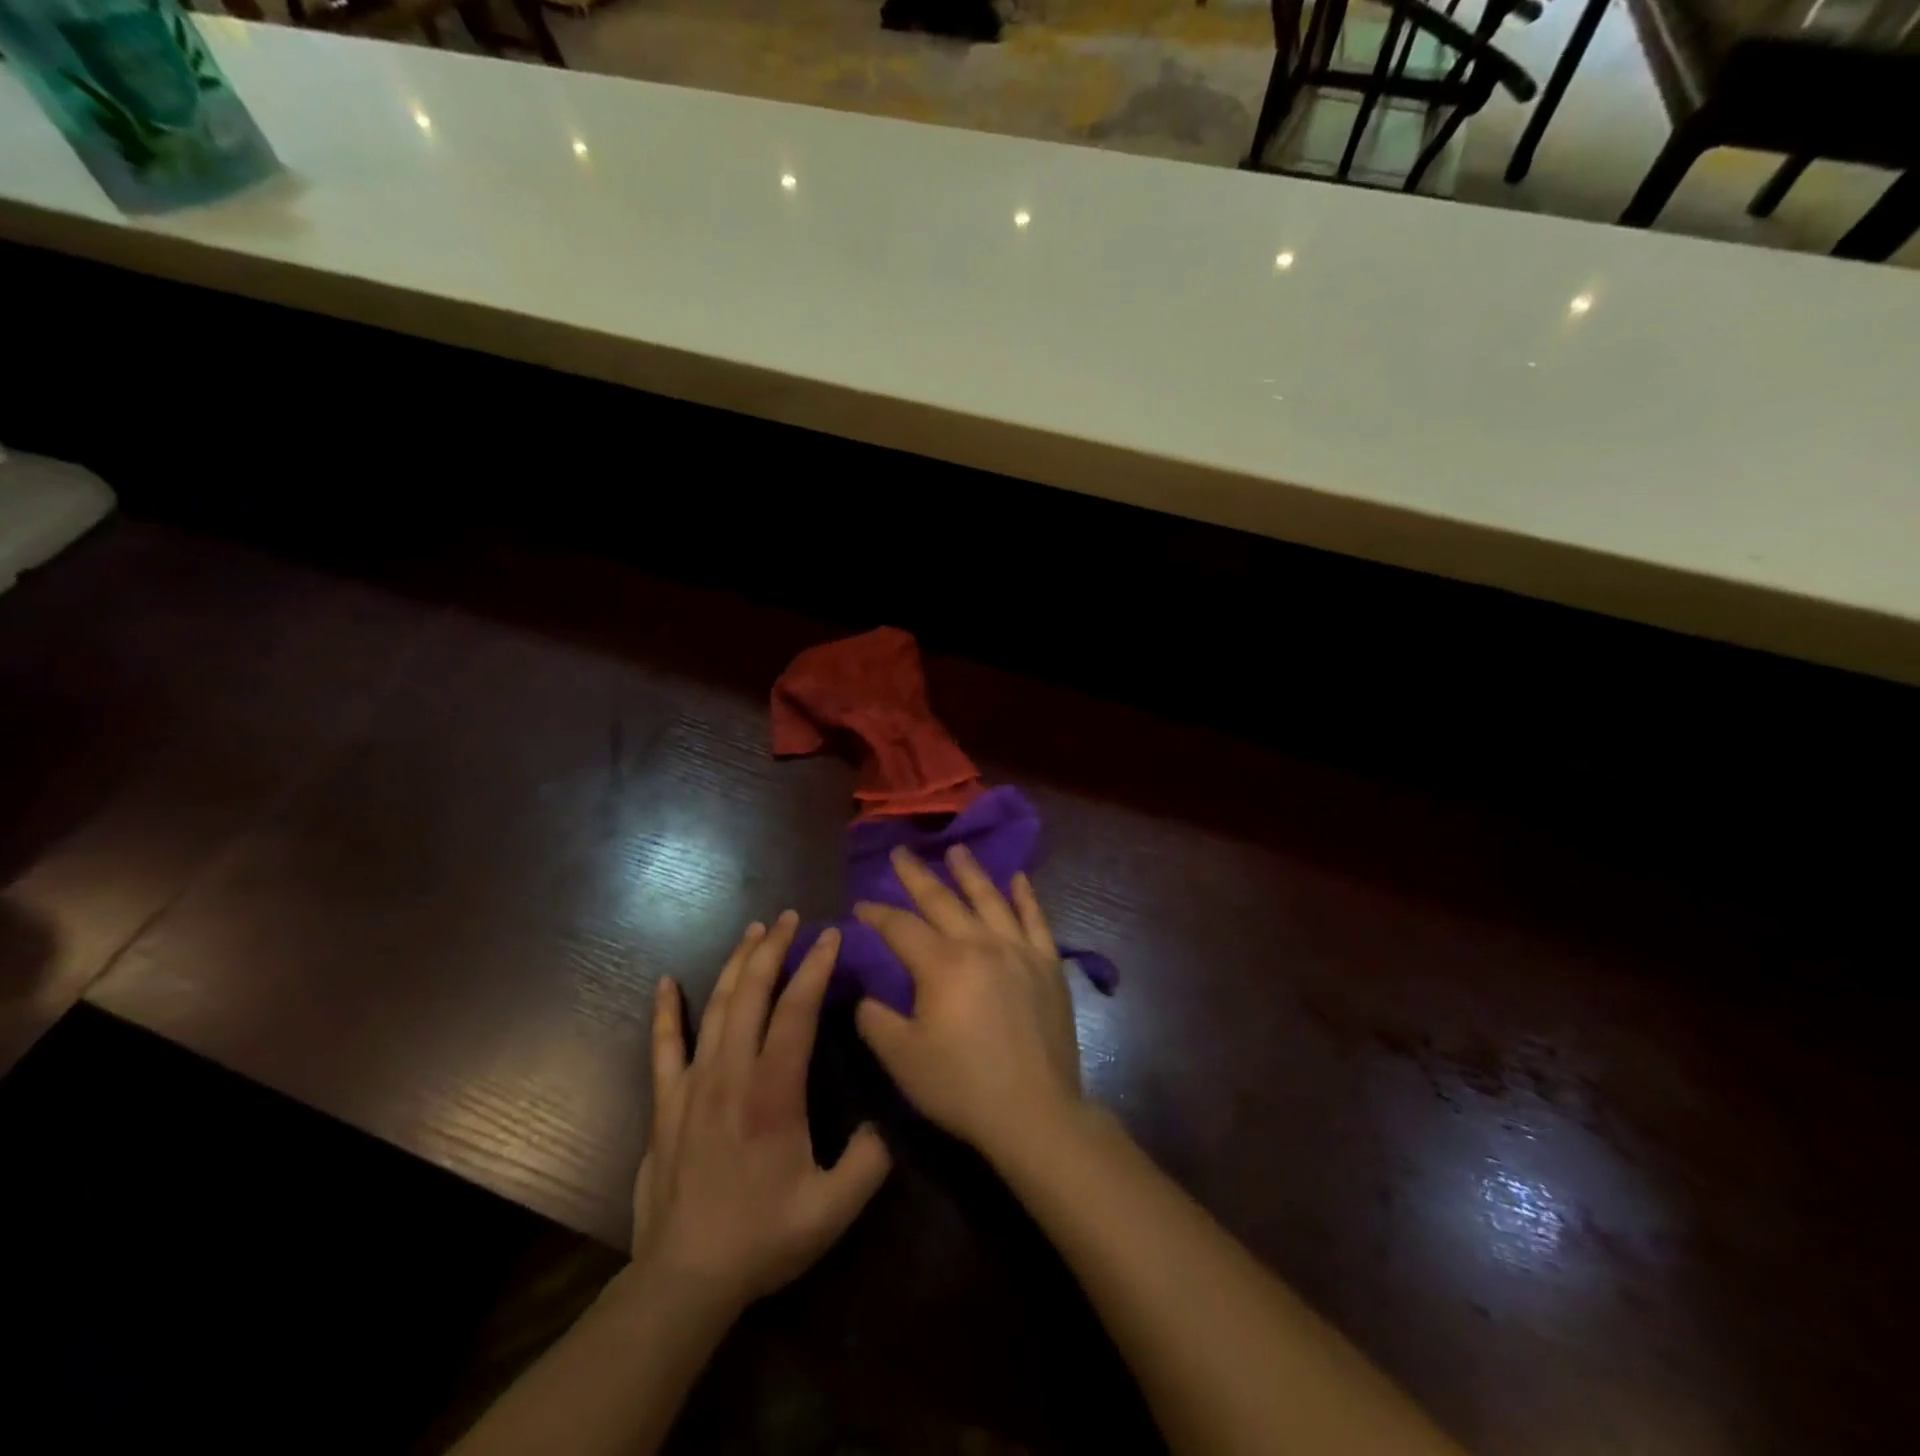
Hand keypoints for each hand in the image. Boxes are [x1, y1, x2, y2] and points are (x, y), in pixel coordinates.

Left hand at [631, 913, 891, 1312]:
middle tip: (789, 918)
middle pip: (752, 993)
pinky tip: (665, 982)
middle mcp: (732, 1074)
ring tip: (752, 932)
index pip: (797, 1011)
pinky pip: (664, 1046)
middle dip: (773, 949)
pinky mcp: (666, 1104)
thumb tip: (882, 1126)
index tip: (830, 936)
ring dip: (735, 964)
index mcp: (774, 1091)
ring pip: (715, 1007)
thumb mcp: (833, 1209)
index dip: (815, 968)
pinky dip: (666, 1011)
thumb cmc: (762, 1238)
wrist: (684, 1280)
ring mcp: (693, 1085)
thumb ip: (869, 1162)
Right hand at [853, 846, 1084, 1163]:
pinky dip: (1026, 897)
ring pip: (990, 899)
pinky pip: (1036, 920)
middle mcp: (980, 944)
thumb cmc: (962, 1086)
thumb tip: (866, 995)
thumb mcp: (903, 1059)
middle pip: (942, 900)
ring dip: (970, 872)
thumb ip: (876, 1020)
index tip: (861, 904)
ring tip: (956, 849)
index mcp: (942, 964)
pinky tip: (1019, 878)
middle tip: (900, 852)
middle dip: (916, 876)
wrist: (1035, 1112)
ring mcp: (1019, 950)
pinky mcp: (1048, 965)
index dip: (877, 914)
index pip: (901, 927)